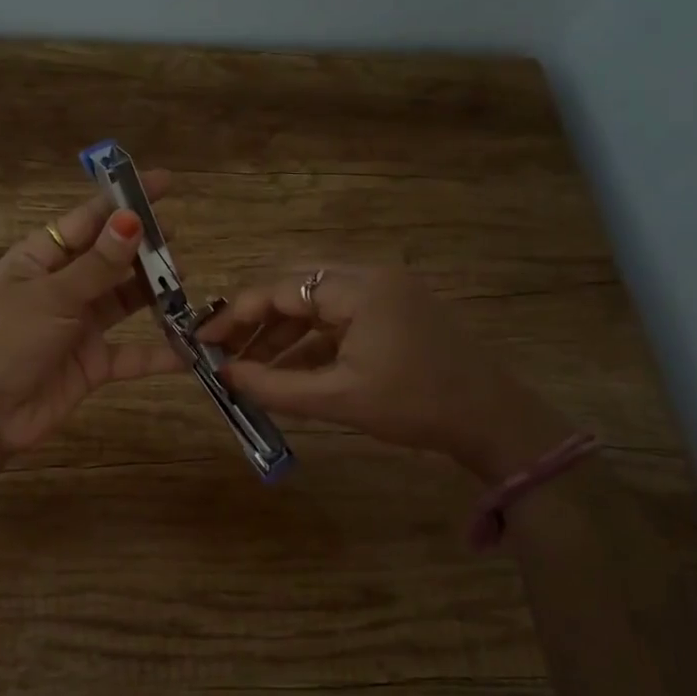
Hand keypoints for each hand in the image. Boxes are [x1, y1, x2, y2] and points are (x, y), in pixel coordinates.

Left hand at [0, 171, 185, 453]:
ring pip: (125, 300)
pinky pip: (132, 353)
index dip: (125, 200)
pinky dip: (158, 353)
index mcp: (40, 258)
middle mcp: (63, 286)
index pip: (89, 220)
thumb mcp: (52, 297)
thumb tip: (132, 219)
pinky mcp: (93, 363)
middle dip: (145, 247)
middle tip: (179, 240)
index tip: (164, 183)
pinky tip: (190, 349)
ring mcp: (79, 325)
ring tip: (186, 280)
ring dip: (154, 292)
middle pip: (111, 258)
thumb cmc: (6, 342)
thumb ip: (97, 264)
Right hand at [198, 265, 572, 480]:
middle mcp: (370, 276)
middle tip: (224, 350)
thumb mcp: (338, 399)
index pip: (280, 289)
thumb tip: (225, 376)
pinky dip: (312, 340)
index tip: (203, 340)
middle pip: (296, 288)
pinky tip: (289, 368)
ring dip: (283, 332)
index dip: (236, 314)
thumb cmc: (415, 405)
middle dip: (257, 320)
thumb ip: (275, 386)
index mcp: (359, 288)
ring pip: (316, 303)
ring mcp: (386, 291)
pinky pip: (340, 317)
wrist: (492, 419)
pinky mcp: (395, 310)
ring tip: (251, 366)